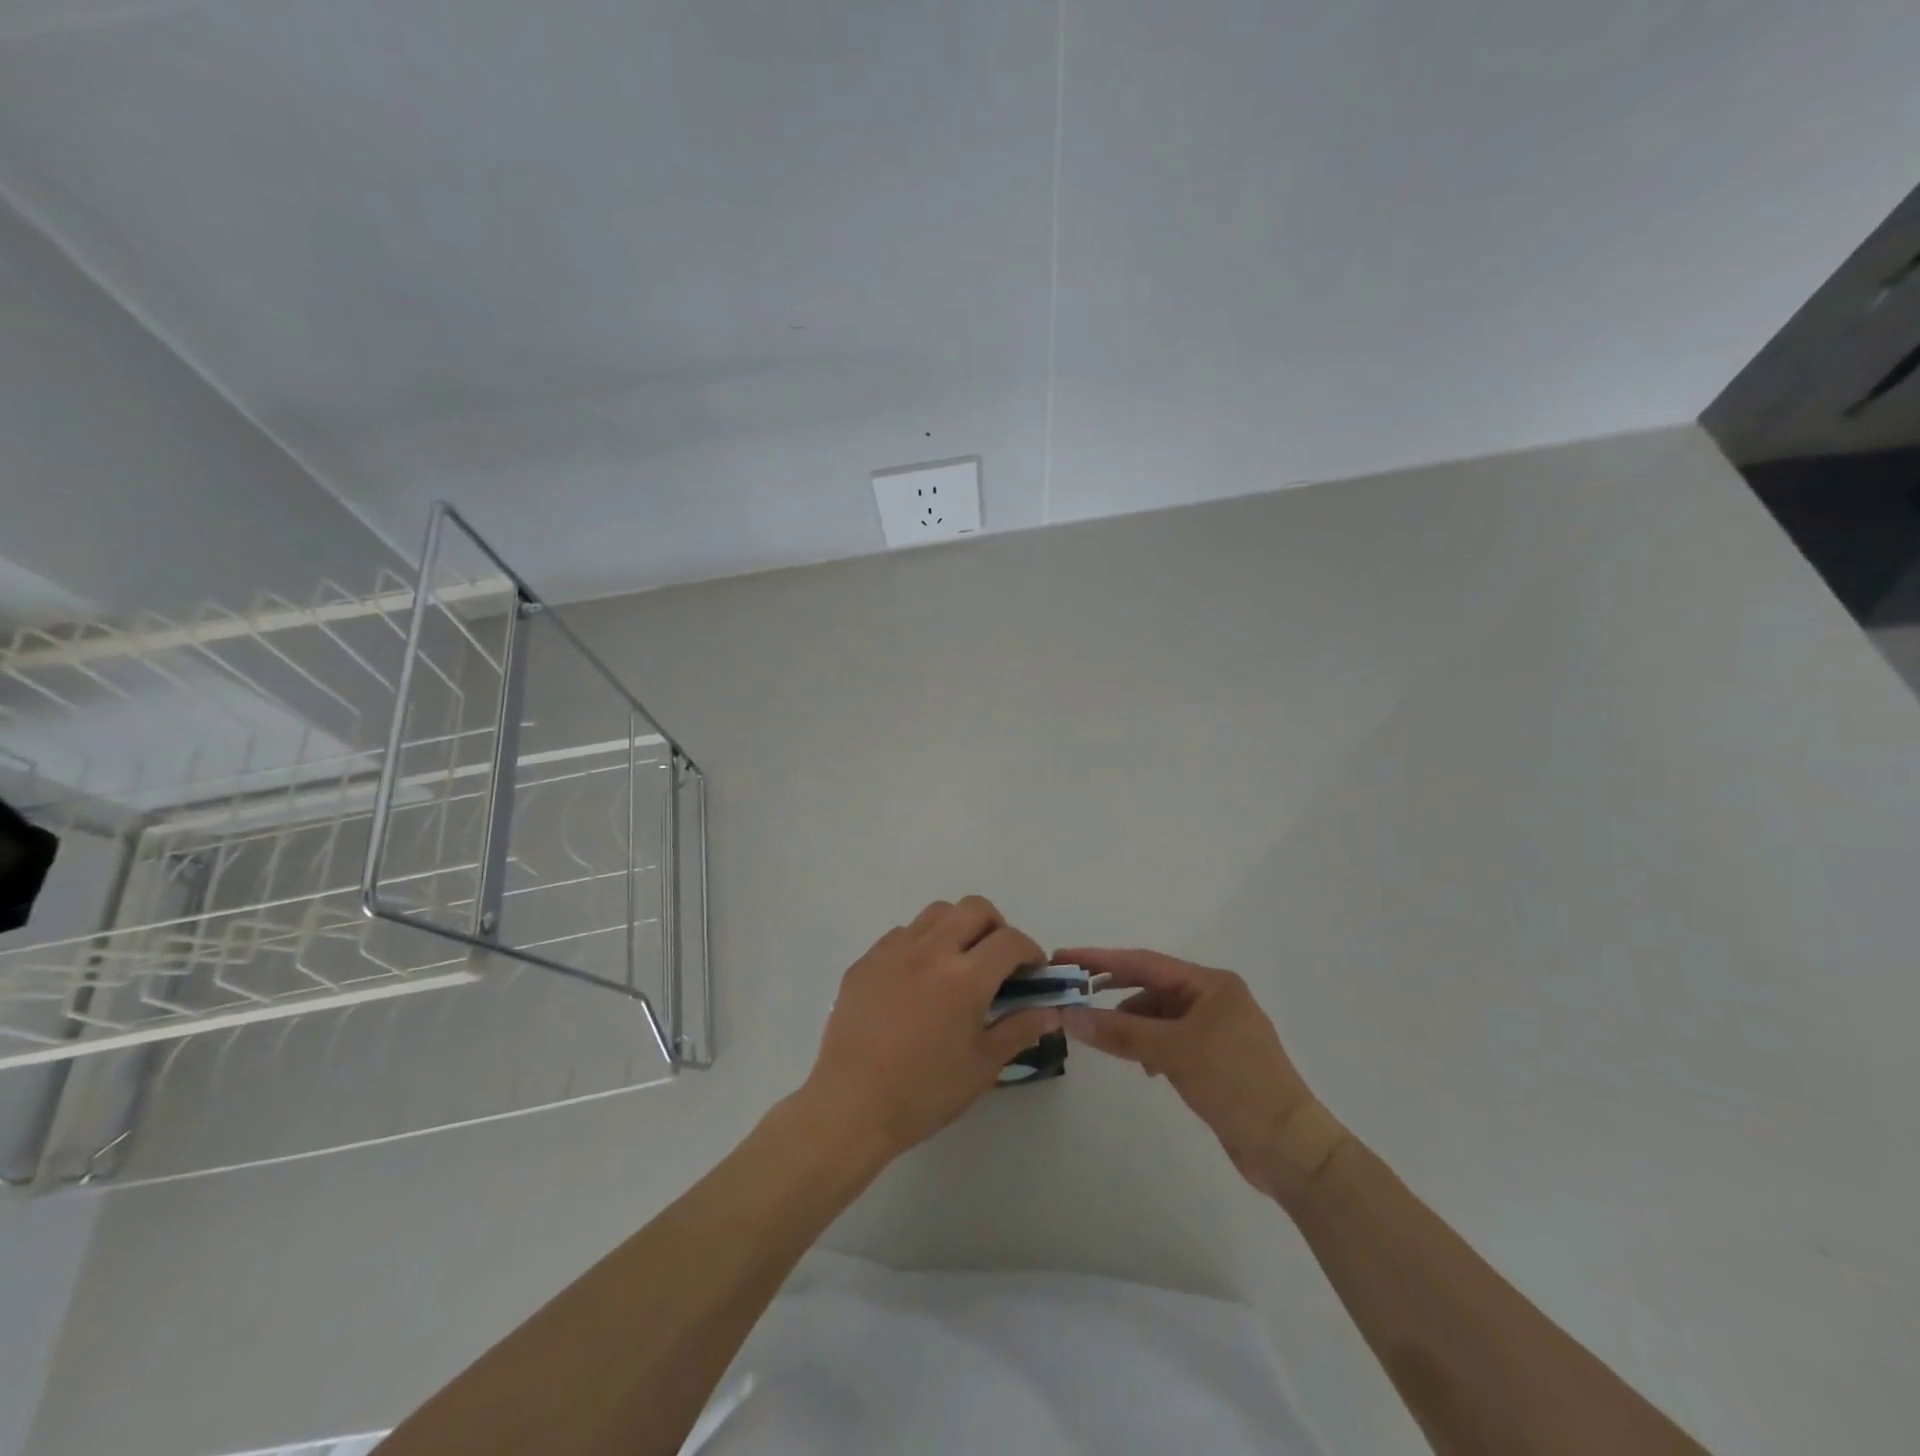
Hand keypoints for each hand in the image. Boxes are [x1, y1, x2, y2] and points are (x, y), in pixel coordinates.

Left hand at [798, 898, 1060, 1163]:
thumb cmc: (924, 1092)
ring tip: (958, 963)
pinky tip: (918, 979)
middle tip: (997, 961)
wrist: (851, 1106)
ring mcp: (893, 952)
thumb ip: (1019, 1030)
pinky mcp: (865, 961)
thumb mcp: (983, 1067)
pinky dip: (921, 944)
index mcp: (965, 978)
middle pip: (974, 908)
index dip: (1030, 951)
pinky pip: (901, 934)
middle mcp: (930, 951)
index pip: (1010, 941)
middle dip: (996, 927)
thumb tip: (1050, 1010)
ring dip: (958, 928)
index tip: (1032, 972)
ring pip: (936, 913)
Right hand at [1056, 947, 1327, 1194]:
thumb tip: (1069, 1014)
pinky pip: (1170, 1040)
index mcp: (1212, 984)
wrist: (1291, 1149)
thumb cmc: (1236, 1084)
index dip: (1102, 959)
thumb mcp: (1175, 1052)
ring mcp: (1217, 1031)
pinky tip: (1141, 1065)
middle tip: (1072, 991)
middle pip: (1152, 985)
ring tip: (1102, 1034)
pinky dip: (1149, 1045)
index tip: (1064, 957)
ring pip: (1159, 1015)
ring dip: (1130, 1022)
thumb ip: (1121, 1031)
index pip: (1145, 963)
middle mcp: (1214, 999)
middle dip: (1113, 988)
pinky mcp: (1215, 1061)